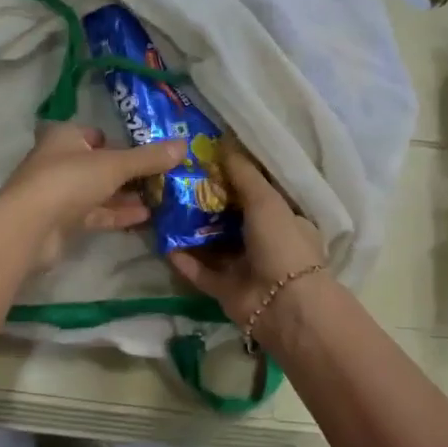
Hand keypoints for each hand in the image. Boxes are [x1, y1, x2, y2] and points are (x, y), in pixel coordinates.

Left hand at [0, 122, 186, 268]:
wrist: (29, 227)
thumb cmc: (69, 180)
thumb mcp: (114, 165)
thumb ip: (148, 158)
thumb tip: (184, 145)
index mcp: (65, 137)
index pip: (96, 134)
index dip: (121, 142)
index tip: (149, 152)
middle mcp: (59, 161)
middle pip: (100, 164)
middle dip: (129, 173)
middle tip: (162, 178)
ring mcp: (59, 193)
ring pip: (99, 191)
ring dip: (126, 195)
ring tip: (161, 199)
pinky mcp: (62, 221)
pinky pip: (95, 214)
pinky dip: (117, 214)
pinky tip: (145, 217)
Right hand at [168, 142, 326, 327]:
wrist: (284, 304)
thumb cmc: (282, 243)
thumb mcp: (266, 199)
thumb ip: (244, 173)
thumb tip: (224, 142)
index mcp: (283, 220)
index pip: (256, 194)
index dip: (233, 178)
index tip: (205, 162)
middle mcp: (264, 242)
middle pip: (230, 219)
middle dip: (206, 203)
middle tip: (175, 182)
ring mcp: (244, 268)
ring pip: (212, 245)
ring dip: (191, 230)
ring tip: (163, 208)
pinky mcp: (225, 290)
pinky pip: (200, 271)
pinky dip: (184, 259)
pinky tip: (163, 242)